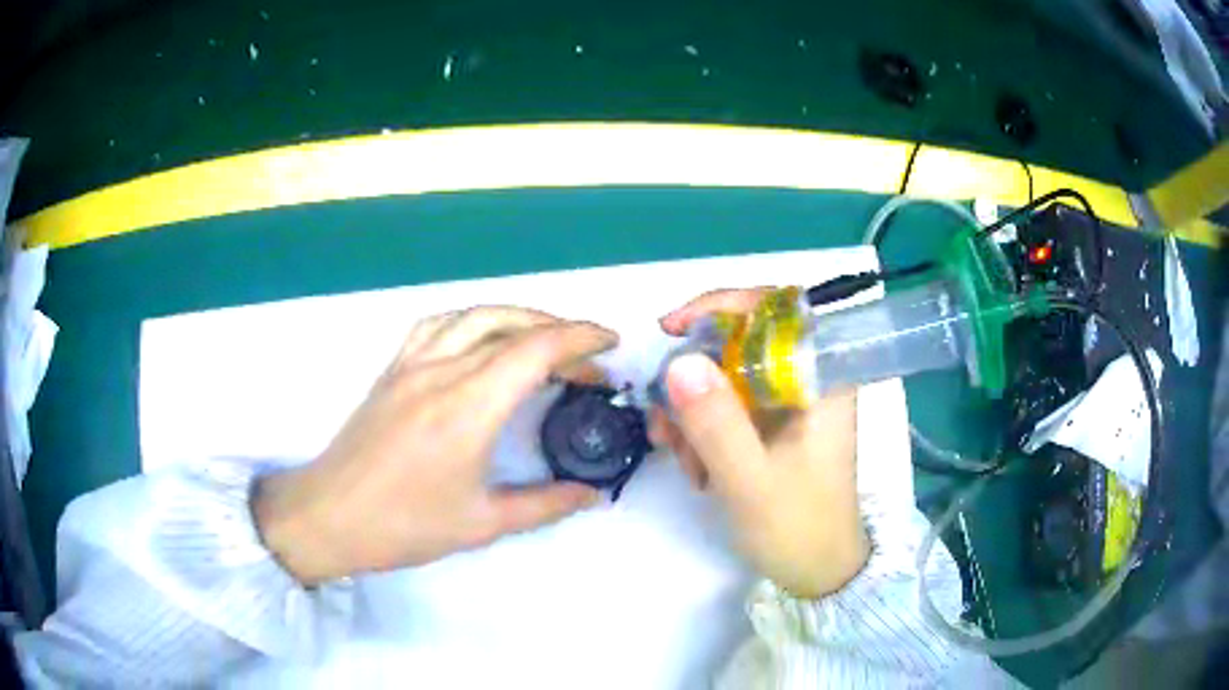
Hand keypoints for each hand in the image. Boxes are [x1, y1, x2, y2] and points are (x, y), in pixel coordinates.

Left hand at [253, 307, 617, 584]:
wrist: (330, 516)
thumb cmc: (405, 525)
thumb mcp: (483, 523)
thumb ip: (545, 504)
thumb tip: (592, 493)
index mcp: (468, 407)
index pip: (536, 350)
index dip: (581, 339)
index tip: (610, 345)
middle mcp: (441, 371)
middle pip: (510, 325)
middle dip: (559, 332)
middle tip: (587, 360)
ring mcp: (411, 365)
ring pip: (473, 316)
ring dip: (517, 318)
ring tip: (544, 340)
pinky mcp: (392, 370)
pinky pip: (437, 325)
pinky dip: (472, 321)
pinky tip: (480, 338)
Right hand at [650, 290, 868, 598]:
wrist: (817, 573)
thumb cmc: (799, 529)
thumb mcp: (752, 483)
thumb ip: (718, 425)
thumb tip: (678, 361)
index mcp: (823, 378)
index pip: (778, 310)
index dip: (723, 306)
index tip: (672, 329)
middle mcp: (808, 379)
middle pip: (741, 342)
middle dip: (694, 373)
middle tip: (663, 416)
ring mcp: (789, 402)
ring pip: (727, 374)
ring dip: (691, 407)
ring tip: (676, 453)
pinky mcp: (772, 424)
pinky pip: (726, 404)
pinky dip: (700, 426)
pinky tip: (691, 465)